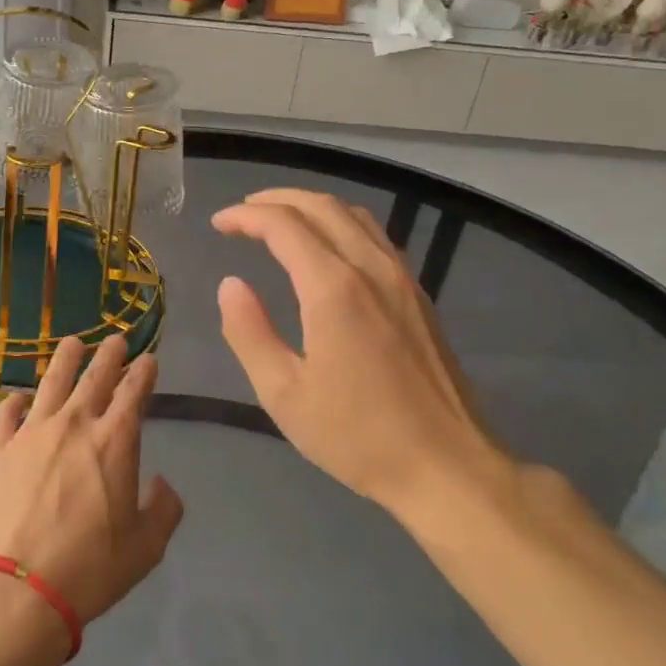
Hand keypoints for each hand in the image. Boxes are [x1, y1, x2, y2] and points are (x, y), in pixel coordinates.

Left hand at [0, 335, 182, 631]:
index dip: (143, 371)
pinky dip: (15, 401)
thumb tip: (160, 483)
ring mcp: (30, 432)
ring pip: (51, 381)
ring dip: (66, 359)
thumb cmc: (89, 568)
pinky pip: (6, 413)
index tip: (148, 359)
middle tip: (115, 339)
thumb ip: (163, 509)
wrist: (15, 590)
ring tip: (73, 343)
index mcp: (115, 440)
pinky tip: (19, 397)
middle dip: (109, 354)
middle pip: (95, 376)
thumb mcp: (146, 548)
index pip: (134, 391)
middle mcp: (74, 423)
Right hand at [212, 188, 509, 516]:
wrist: (446, 465)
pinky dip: (341, 223)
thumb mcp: (284, 394)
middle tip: (243, 213)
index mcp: (333, 288)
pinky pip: (375, 236)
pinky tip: (328, 247)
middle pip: (321, 206)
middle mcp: (370, 268)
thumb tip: (231, 285)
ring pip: (353, 215)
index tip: (219, 223)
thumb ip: (249, 332)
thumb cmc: (357, 435)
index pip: (284, 226)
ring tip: (280, 219)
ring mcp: (401, 278)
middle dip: (276, 200)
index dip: (246, 217)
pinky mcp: (418, 295)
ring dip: (311, 206)